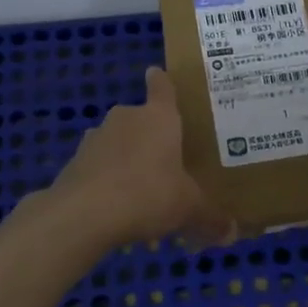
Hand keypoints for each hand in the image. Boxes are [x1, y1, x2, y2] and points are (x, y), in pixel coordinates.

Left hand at [49, 67, 236, 247]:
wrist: (83, 214)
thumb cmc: (148, 194)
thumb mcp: (189, 208)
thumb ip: (211, 217)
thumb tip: (233, 233)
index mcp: (159, 117)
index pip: (162, 87)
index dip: (162, 81)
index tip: (158, 74)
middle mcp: (126, 118)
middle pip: (140, 119)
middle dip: (151, 137)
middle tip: (167, 161)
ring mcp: (96, 138)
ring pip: (118, 144)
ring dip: (128, 161)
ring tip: (143, 192)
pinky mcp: (74, 162)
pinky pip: (99, 167)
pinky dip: (108, 181)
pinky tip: (117, 208)